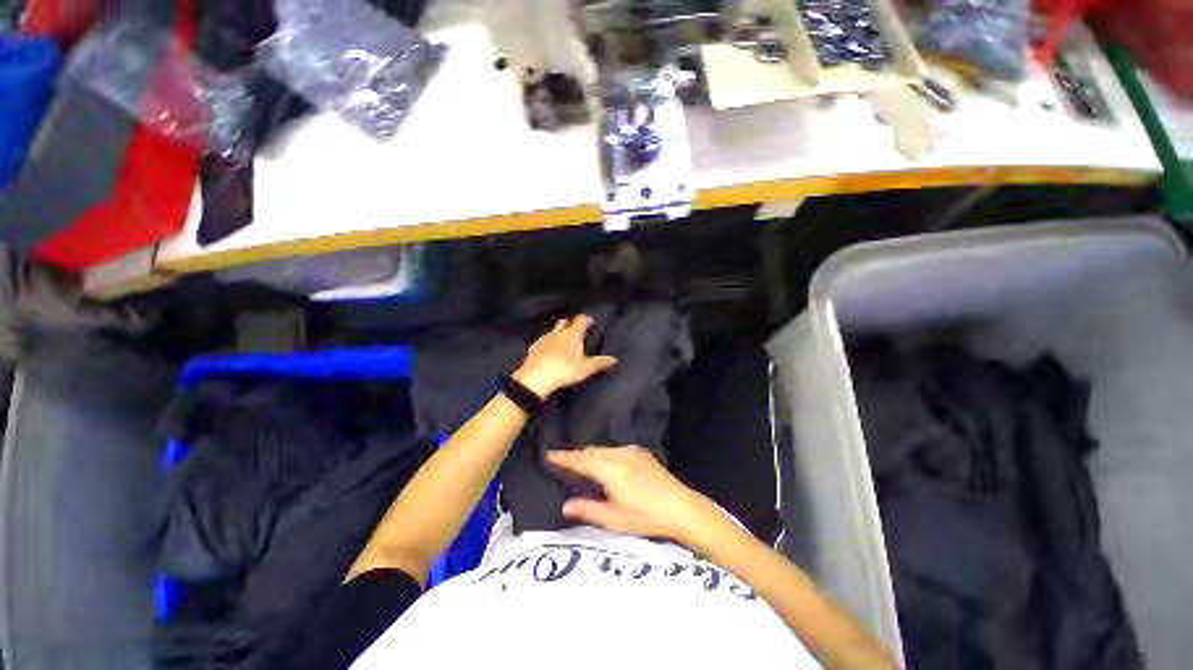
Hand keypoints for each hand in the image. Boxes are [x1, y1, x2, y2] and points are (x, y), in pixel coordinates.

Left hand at [512, 315, 617, 397]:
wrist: (535, 378)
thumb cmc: (564, 370)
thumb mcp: (586, 368)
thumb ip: (600, 363)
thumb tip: (614, 359)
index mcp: (572, 334)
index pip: (580, 320)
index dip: (586, 319)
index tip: (590, 322)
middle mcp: (558, 333)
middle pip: (565, 322)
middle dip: (571, 324)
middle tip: (576, 330)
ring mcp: (544, 339)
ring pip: (553, 331)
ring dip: (558, 333)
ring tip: (563, 341)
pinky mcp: (534, 348)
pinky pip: (543, 341)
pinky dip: (548, 343)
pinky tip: (548, 350)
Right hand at [546, 446, 726, 543]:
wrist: (681, 507)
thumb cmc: (646, 517)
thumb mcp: (615, 520)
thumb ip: (588, 510)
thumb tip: (565, 505)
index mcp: (610, 470)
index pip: (581, 460)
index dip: (564, 457)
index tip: (549, 454)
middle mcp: (619, 455)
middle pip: (591, 451)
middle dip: (576, 454)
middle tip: (562, 460)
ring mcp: (632, 451)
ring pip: (603, 448)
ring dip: (589, 453)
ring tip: (580, 461)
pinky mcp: (641, 452)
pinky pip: (614, 448)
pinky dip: (603, 452)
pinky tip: (604, 461)